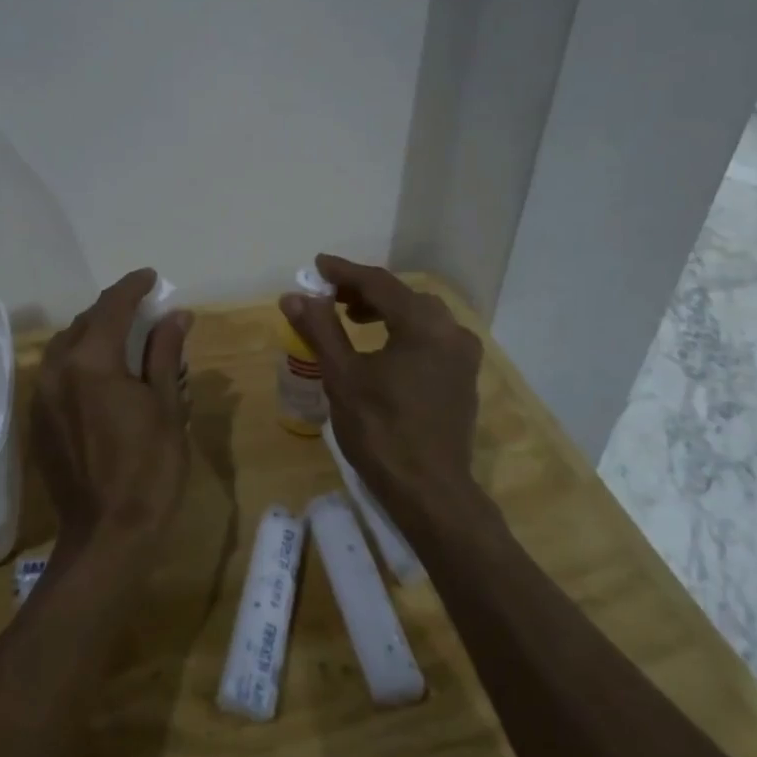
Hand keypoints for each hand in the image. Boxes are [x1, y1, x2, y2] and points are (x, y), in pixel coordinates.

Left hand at [32, 268, 192, 553]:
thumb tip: (176, 314)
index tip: (151, 277)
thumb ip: (165, 353)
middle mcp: (57, 370)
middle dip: (112, 310)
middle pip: (84, 323)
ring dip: (93, 333)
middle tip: (142, 309)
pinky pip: (56, 372)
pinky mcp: (38, 420)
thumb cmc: (149, 469)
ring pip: (66, 346)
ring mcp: (42, 396)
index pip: (112, 307)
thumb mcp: (167, 406)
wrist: (107, 534)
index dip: (133, 287)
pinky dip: (79, 360)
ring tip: (122, 336)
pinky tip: (100, 373)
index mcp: (91, 361)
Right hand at [279, 256, 481, 519]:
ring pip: (420, 316)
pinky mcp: (463, 378)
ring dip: (385, 311)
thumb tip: (294, 295)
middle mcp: (451, 331)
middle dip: (364, 291)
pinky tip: (382, 349)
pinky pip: (431, 338)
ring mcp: (462, 356)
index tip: (317, 265)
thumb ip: (320, 329)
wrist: (430, 492)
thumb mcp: (342, 377)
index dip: (345, 272)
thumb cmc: (381, 431)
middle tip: (330, 295)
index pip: (379, 283)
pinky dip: (403, 331)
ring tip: (352, 319)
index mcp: (424, 325)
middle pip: (403, 296)